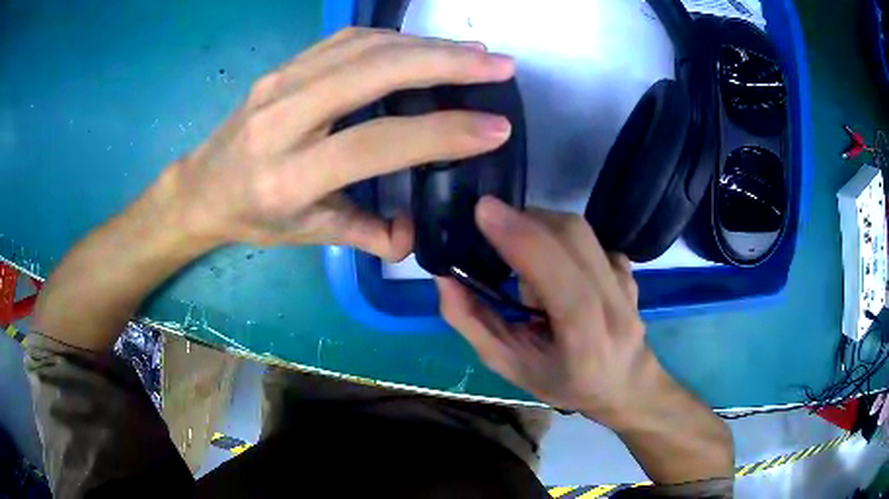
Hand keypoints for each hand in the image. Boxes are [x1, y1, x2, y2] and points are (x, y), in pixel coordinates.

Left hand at [169, 28, 514, 259]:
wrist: (200, 187)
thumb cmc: (252, 216)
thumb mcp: (306, 235)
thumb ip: (364, 234)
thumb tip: (415, 234)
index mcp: (290, 177)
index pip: (377, 142)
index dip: (441, 132)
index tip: (495, 128)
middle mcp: (283, 120)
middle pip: (373, 72)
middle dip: (446, 63)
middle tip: (499, 65)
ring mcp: (280, 84)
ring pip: (363, 47)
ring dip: (426, 44)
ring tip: (473, 53)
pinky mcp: (283, 67)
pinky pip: (345, 41)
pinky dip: (394, 38)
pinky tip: (424, 45)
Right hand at [436, 196, 661, 424]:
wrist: (626, 383)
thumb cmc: (565, 384)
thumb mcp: (510, 367)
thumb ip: (473, 323)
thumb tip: (445, 277)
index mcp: (586, 341)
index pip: (561, 280)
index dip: (523, 239)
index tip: (484, 211)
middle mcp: (614, 305)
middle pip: (572, 238)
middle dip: (525, 222)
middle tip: (492, 228)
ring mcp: (626, 281)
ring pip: (579, 231)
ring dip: (539, 227)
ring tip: (521, 255)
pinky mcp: (628, 267)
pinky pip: (587, 237)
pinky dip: (559, 237)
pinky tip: (552, 262)